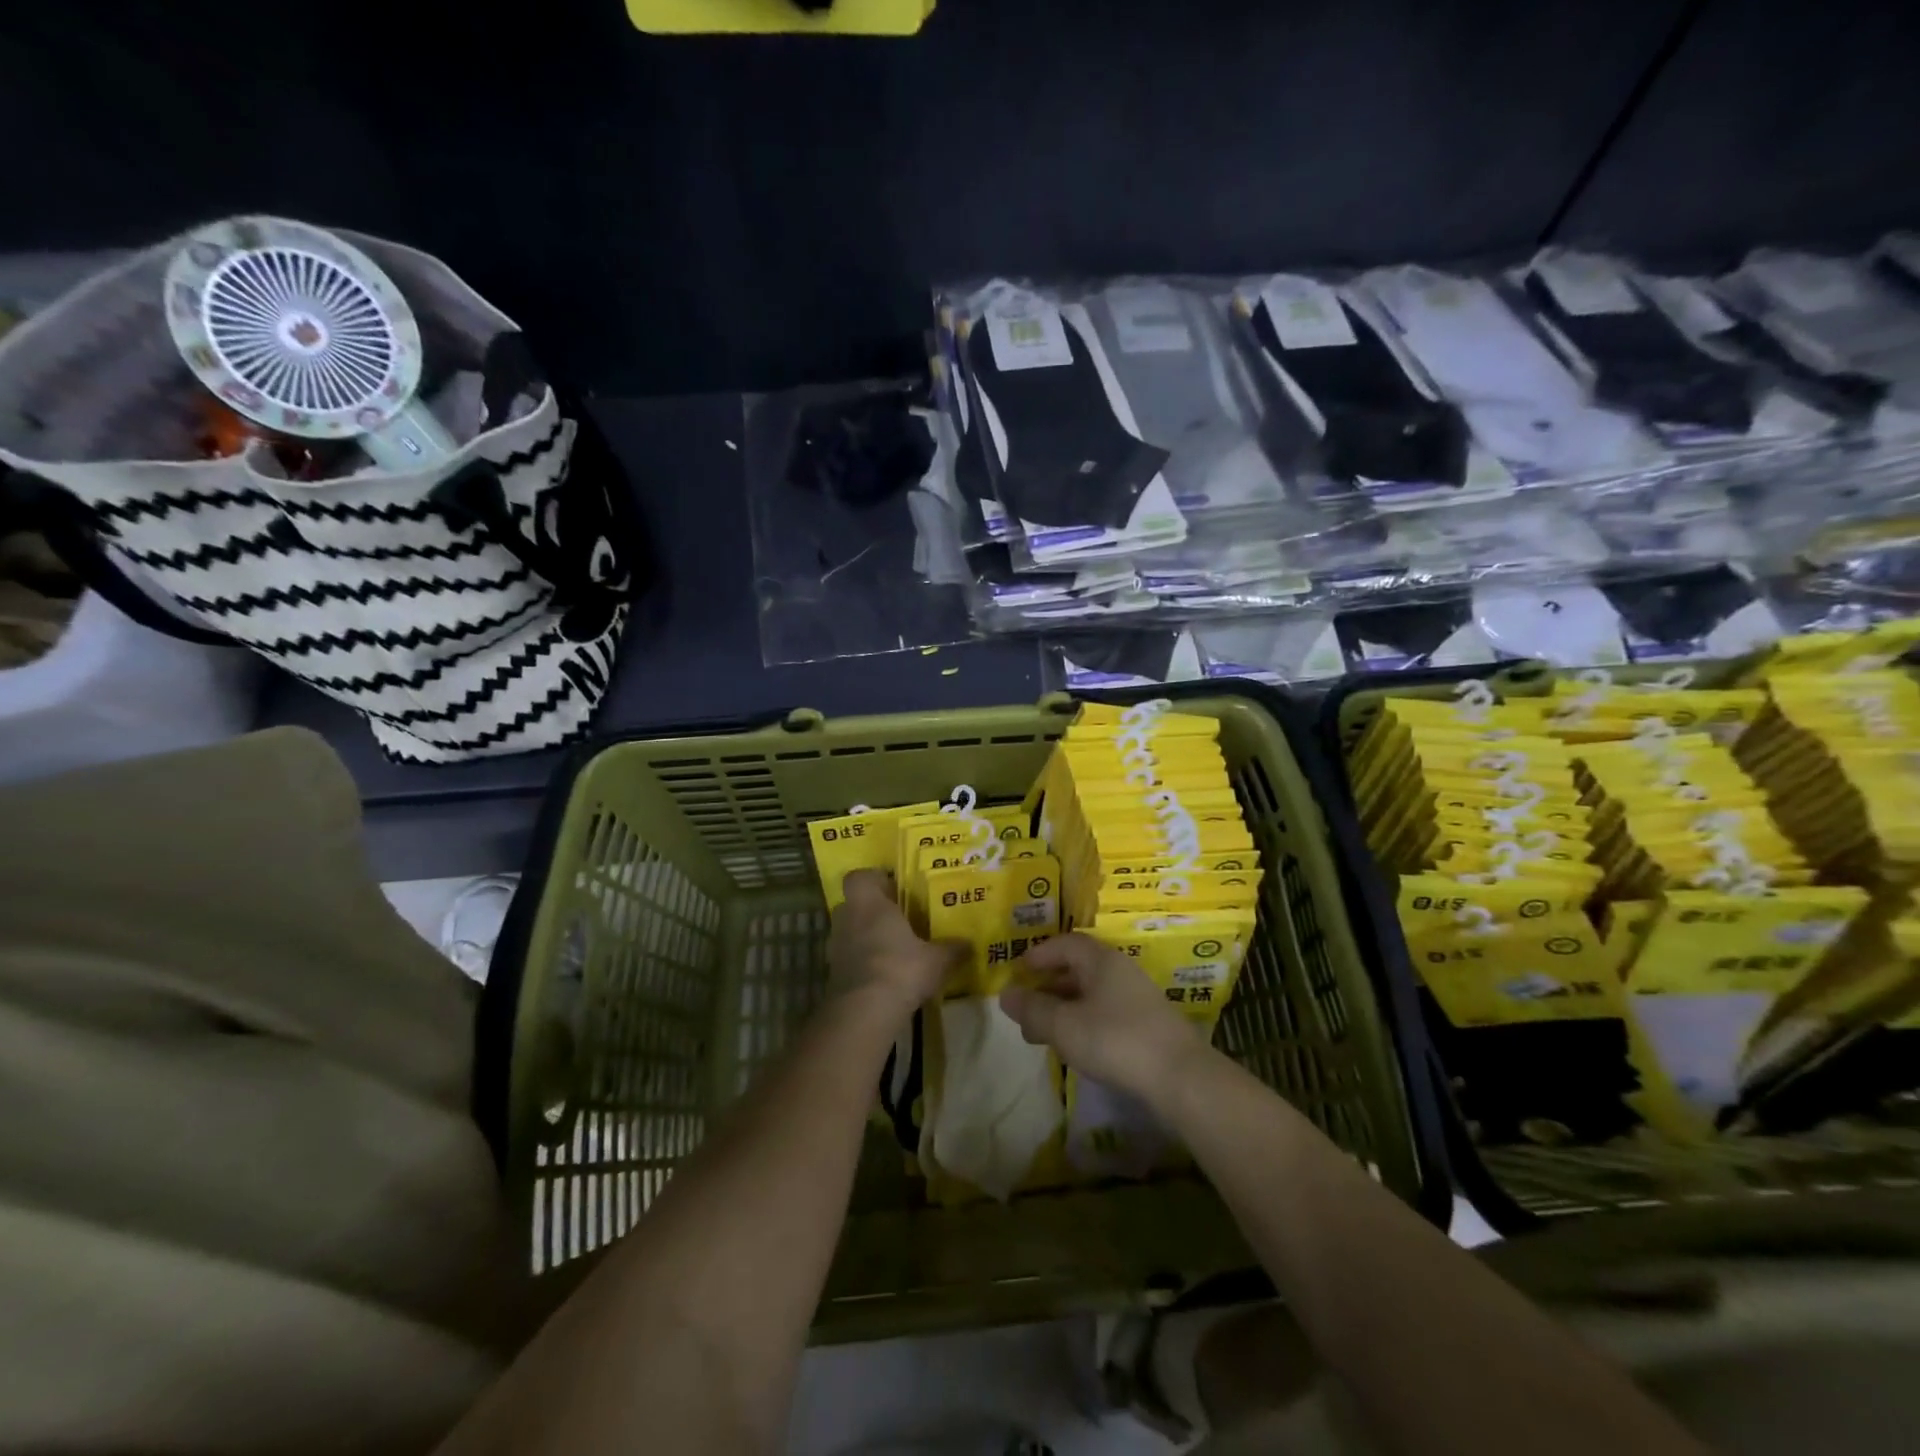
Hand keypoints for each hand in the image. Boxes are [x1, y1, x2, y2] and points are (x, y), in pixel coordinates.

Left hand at [826, 870, 963, 1018]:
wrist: (864, 1012)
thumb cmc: (901, 969)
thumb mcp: (937, 960)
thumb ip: (952, 949)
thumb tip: (970, 944)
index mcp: (869, 904)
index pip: (858, 877)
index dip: (874, 880)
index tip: (894, 889)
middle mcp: (848, 920)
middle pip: (854, 905)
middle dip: (872, 911)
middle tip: (898, 920)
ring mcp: (836, 949)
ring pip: (850, 933)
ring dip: (866, 938)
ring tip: (894, 951)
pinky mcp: (833, 976)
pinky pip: (849, 959)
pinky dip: (863, 964)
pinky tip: (885, 977)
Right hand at [999, 933, 1209, 1105]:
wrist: (1180, 1077)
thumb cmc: (1115, 1040)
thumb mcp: (1064, 1026)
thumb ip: (1033, 1010)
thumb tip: (1005, 995)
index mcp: (1101, 960)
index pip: (1066, 943)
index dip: (1040, 953)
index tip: (1019, 969)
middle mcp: (1120, 971)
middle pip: (1078, 968)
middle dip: (1049, 986)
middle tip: (1026, 1007)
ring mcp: (1137, 998)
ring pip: (1092, 994)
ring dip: (1065, 1008)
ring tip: (1044, 1033)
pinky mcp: (1147, 1026)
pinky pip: (1106, 1013)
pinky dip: (1083, 1022)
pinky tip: (1076, 1046)